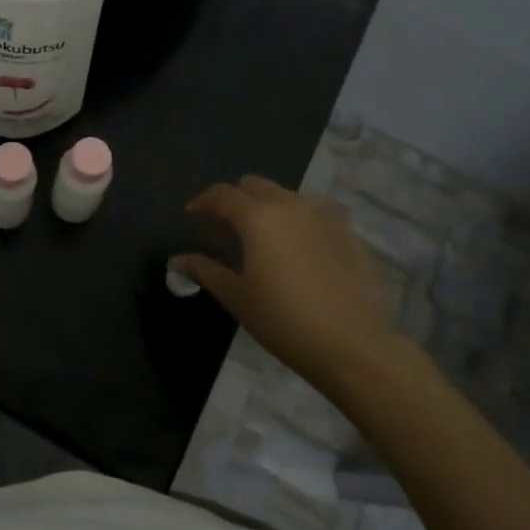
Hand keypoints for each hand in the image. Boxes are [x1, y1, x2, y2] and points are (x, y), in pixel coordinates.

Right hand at [172, 175, 403, 386]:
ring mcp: (322, 215)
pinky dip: (295, 220)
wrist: (353, 344)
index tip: (191, 216)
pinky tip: (296, 249)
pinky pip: (312, 213)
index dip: (202, 202)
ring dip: (266, 206)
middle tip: (223, 226)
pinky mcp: (346, 232)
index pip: (221, 194)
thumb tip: (176, 260)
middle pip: (253, 185)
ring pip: (285, 195)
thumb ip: (205, 270)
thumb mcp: (237, 297)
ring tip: (260, 237)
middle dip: (234, 198)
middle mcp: (289, 204)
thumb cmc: (284, 321)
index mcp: (257, 216)